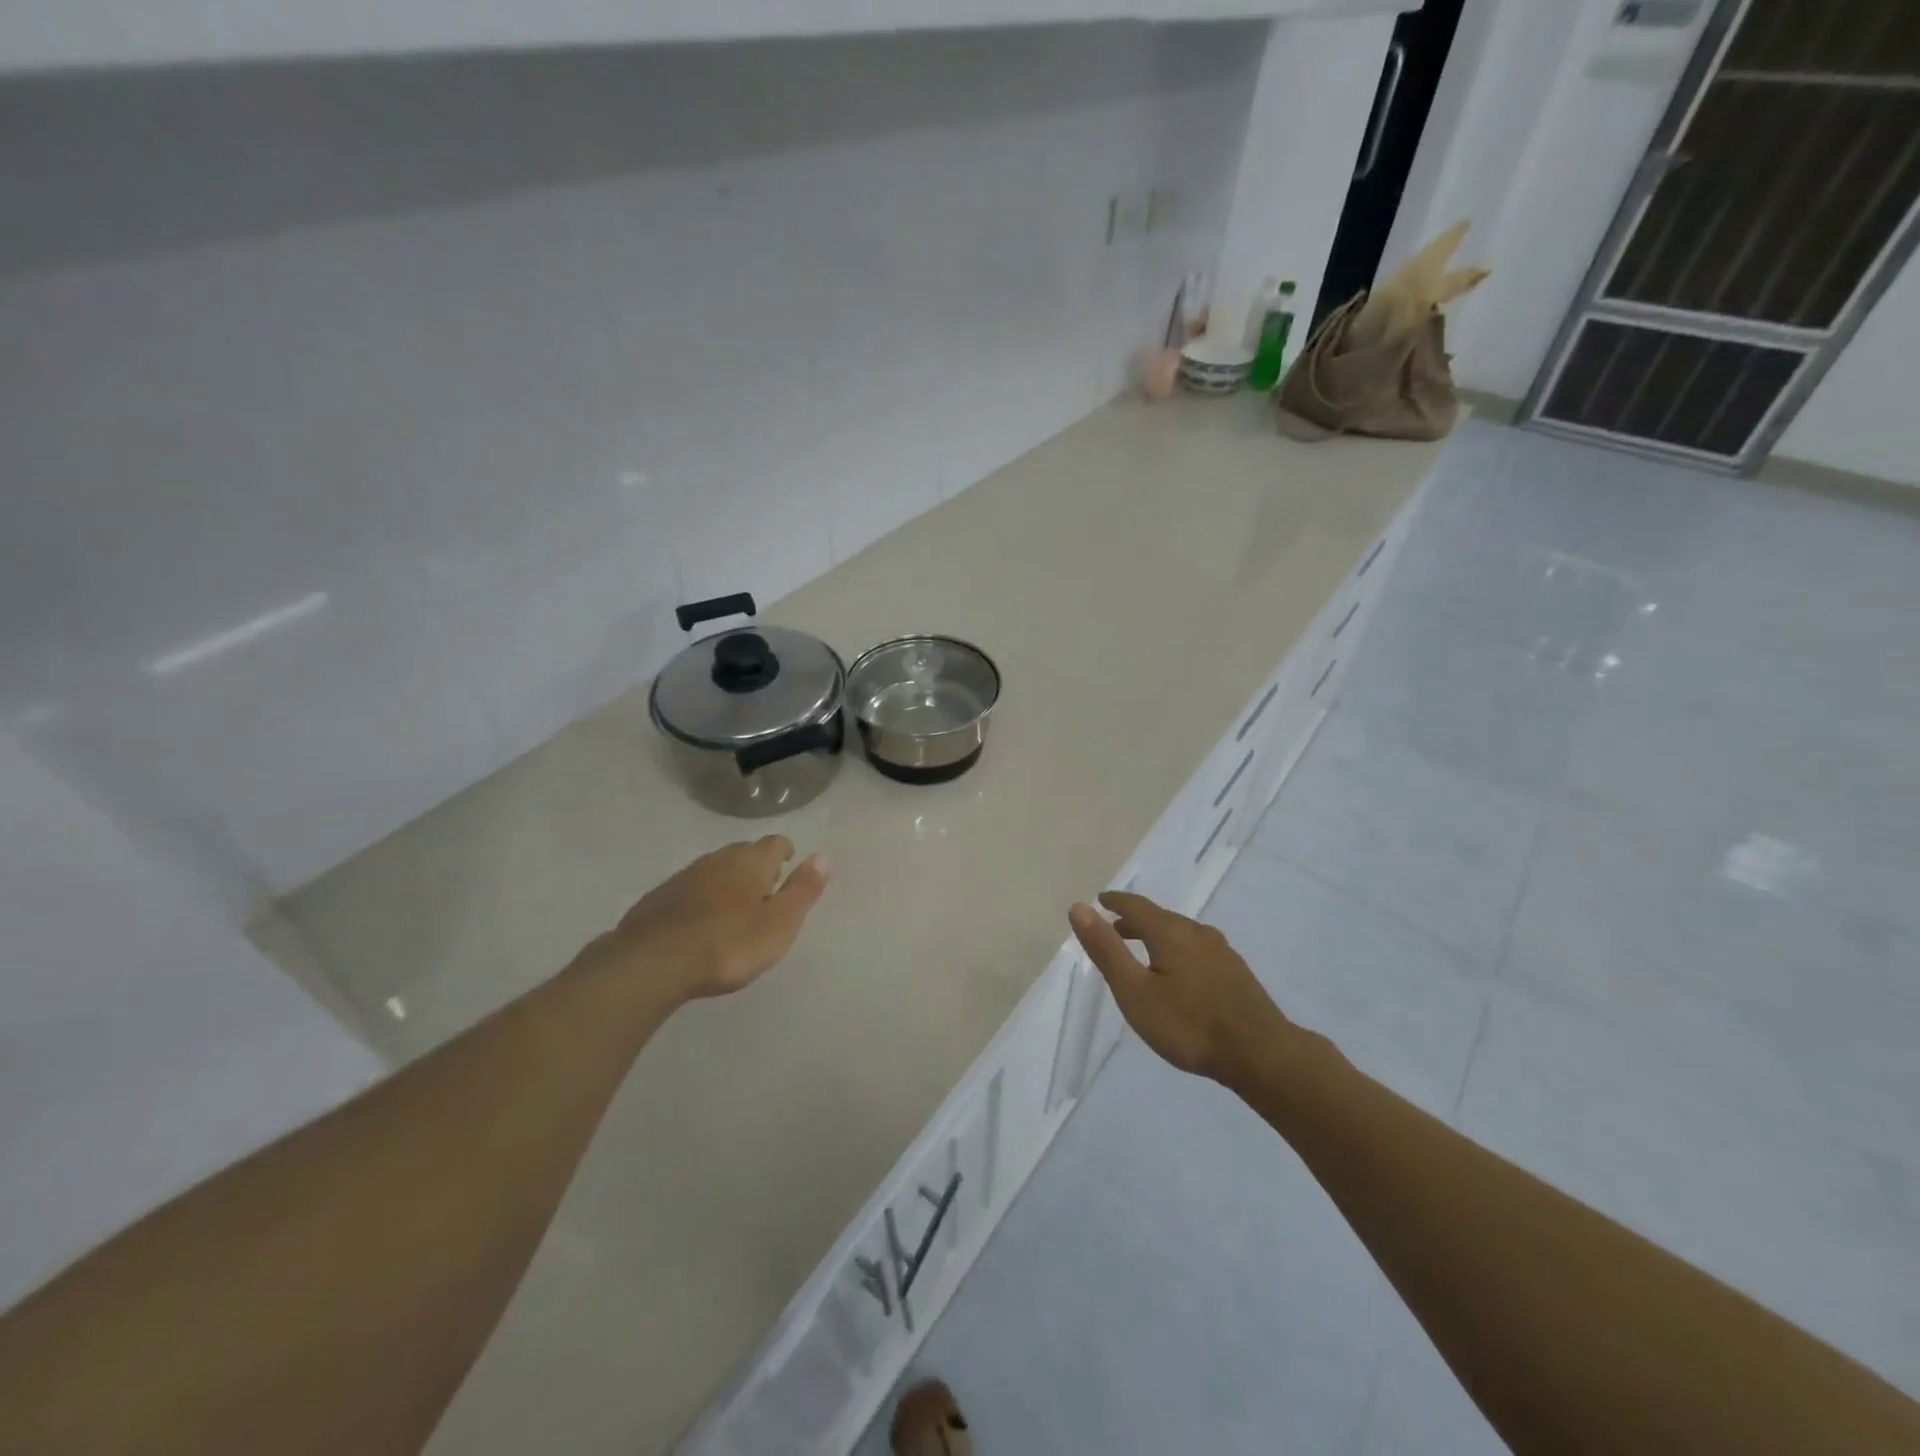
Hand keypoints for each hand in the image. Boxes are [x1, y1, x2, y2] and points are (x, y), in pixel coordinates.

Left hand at [580, 837, 830, 1005]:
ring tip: (735, 906)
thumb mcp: (780, 923)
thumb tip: (823, 856)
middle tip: (766, 887)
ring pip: (714, 870)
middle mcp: (718, 859)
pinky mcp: (658, 899)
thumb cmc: (728, 944)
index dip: (785, 852)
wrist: (652, 962)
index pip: (775, 843)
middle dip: (757, 865)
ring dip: (727, 882)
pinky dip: (701, 899)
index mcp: (751, 862)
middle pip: (743, 853)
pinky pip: (689, 890)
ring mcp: (684, 877)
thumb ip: (803, 889)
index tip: (789, 863)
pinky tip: (700, 922)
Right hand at [1068, 891, 1294, 1089]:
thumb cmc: (1189, 1024)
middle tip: (1114, 929)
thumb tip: (1079, 907)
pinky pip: (1197, 950)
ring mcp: (1221, 951)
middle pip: (1160, 918)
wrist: (1261, 1055)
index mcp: (1170, 932)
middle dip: (1135, 921)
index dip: (1115, 902)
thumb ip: (1107, 949)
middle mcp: (1197, 932)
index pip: (1136, 906)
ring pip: (1181, 934)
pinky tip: (1179, 974)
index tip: (1100, 900)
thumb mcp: (1135, 991)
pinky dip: (1177, 951)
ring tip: (1143, 952)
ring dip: (1157, 936)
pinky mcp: (1236, 972)